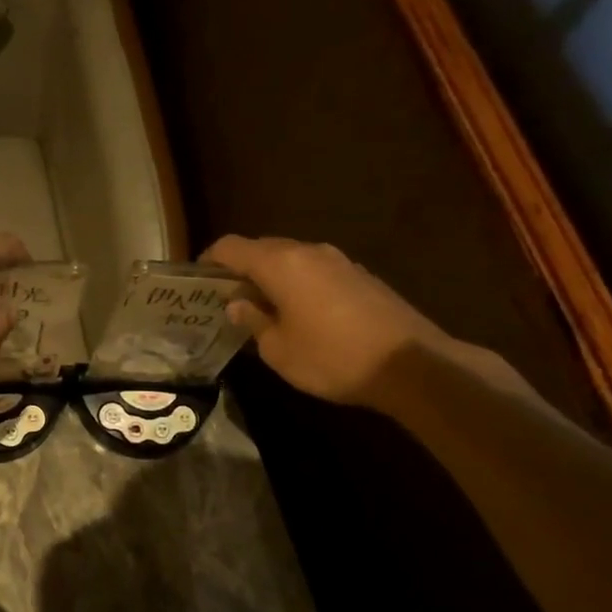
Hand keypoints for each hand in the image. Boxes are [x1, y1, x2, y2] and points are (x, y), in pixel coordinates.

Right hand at [203, 235, 528, 408]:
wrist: (413, 365)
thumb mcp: (278, 350)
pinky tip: (300, 313)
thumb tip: (238, 304)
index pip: (230, 246)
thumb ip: (253, 321)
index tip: (198, 281)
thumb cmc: (333, 358)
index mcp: (280, 264)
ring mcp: (339, 261)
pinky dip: (298, 284)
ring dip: (271, 276)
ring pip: (291, 258)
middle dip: (240, 269)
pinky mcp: (361, 276)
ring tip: (261, 307)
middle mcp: (308, 252)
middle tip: (226, 298)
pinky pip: (316, 270)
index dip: (209, 260)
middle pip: (261, 248)